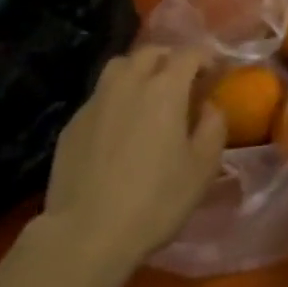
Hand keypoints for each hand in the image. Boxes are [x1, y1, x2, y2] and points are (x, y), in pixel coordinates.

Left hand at [40, 46, 227, 274]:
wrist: (86, 233)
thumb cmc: (155, 200)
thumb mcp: (202, 168)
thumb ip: (213, 127)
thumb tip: (209, 106)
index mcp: (165, 89)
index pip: (189, 54)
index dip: (206, 57)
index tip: (215, 71)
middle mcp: (128, 83)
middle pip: (150, 52)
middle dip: (170, 58)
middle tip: (182, 80)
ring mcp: (95, 101)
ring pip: (119, 67)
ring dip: (138, 71)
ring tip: (148, 94)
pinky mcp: (72, 123)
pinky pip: (100, 96)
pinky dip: (115, 99)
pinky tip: (119, 127)